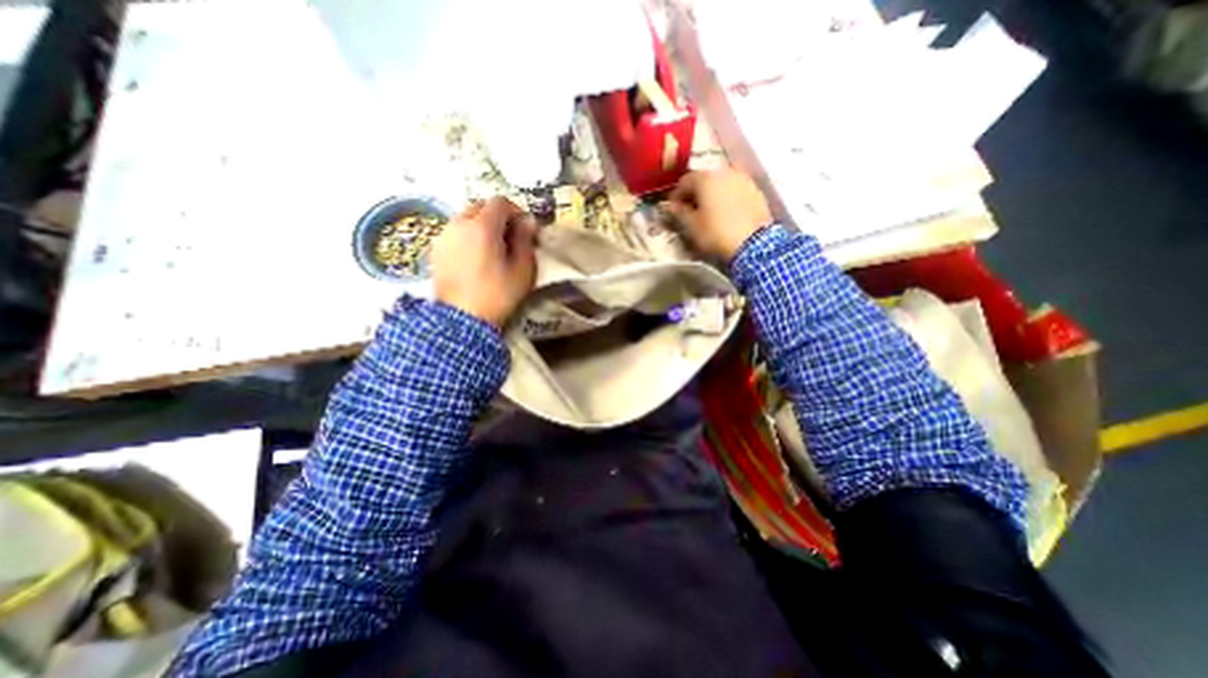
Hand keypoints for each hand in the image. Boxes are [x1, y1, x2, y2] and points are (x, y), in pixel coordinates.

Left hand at [429, 195, 531, 327]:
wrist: (462, 319)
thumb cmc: (498, 294)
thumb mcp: (523, 269)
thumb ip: (525, 240)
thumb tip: (528, 221)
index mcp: (482, 226)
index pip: (500, 202)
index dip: (517, 212)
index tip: (526, 230)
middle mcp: (459, 224)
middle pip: (480, 207)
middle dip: (498, 217)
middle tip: (511, 238)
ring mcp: (444, 236)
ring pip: (466, 219)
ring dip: (482, 226)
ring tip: (493, 249)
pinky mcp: (436, 250)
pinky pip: (455, 233)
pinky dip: (468, 237)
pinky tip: (476, 258)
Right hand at [666, 169, 766, 262]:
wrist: (753, 243)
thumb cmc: (716, 233)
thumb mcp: (691, 226)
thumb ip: (680, 213)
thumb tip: (673, 206)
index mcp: (706, 178)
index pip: (684, 181)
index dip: (676, 195)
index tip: (673, 209)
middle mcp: (725, 171)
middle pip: (704, 178)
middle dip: (695, 192)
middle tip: (690, 209)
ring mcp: (743, 179)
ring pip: (722, 183)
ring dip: (713, 193)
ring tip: (709, 210)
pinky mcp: (756, 191)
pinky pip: (736, 190)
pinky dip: (728, 197)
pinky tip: (726, 212)